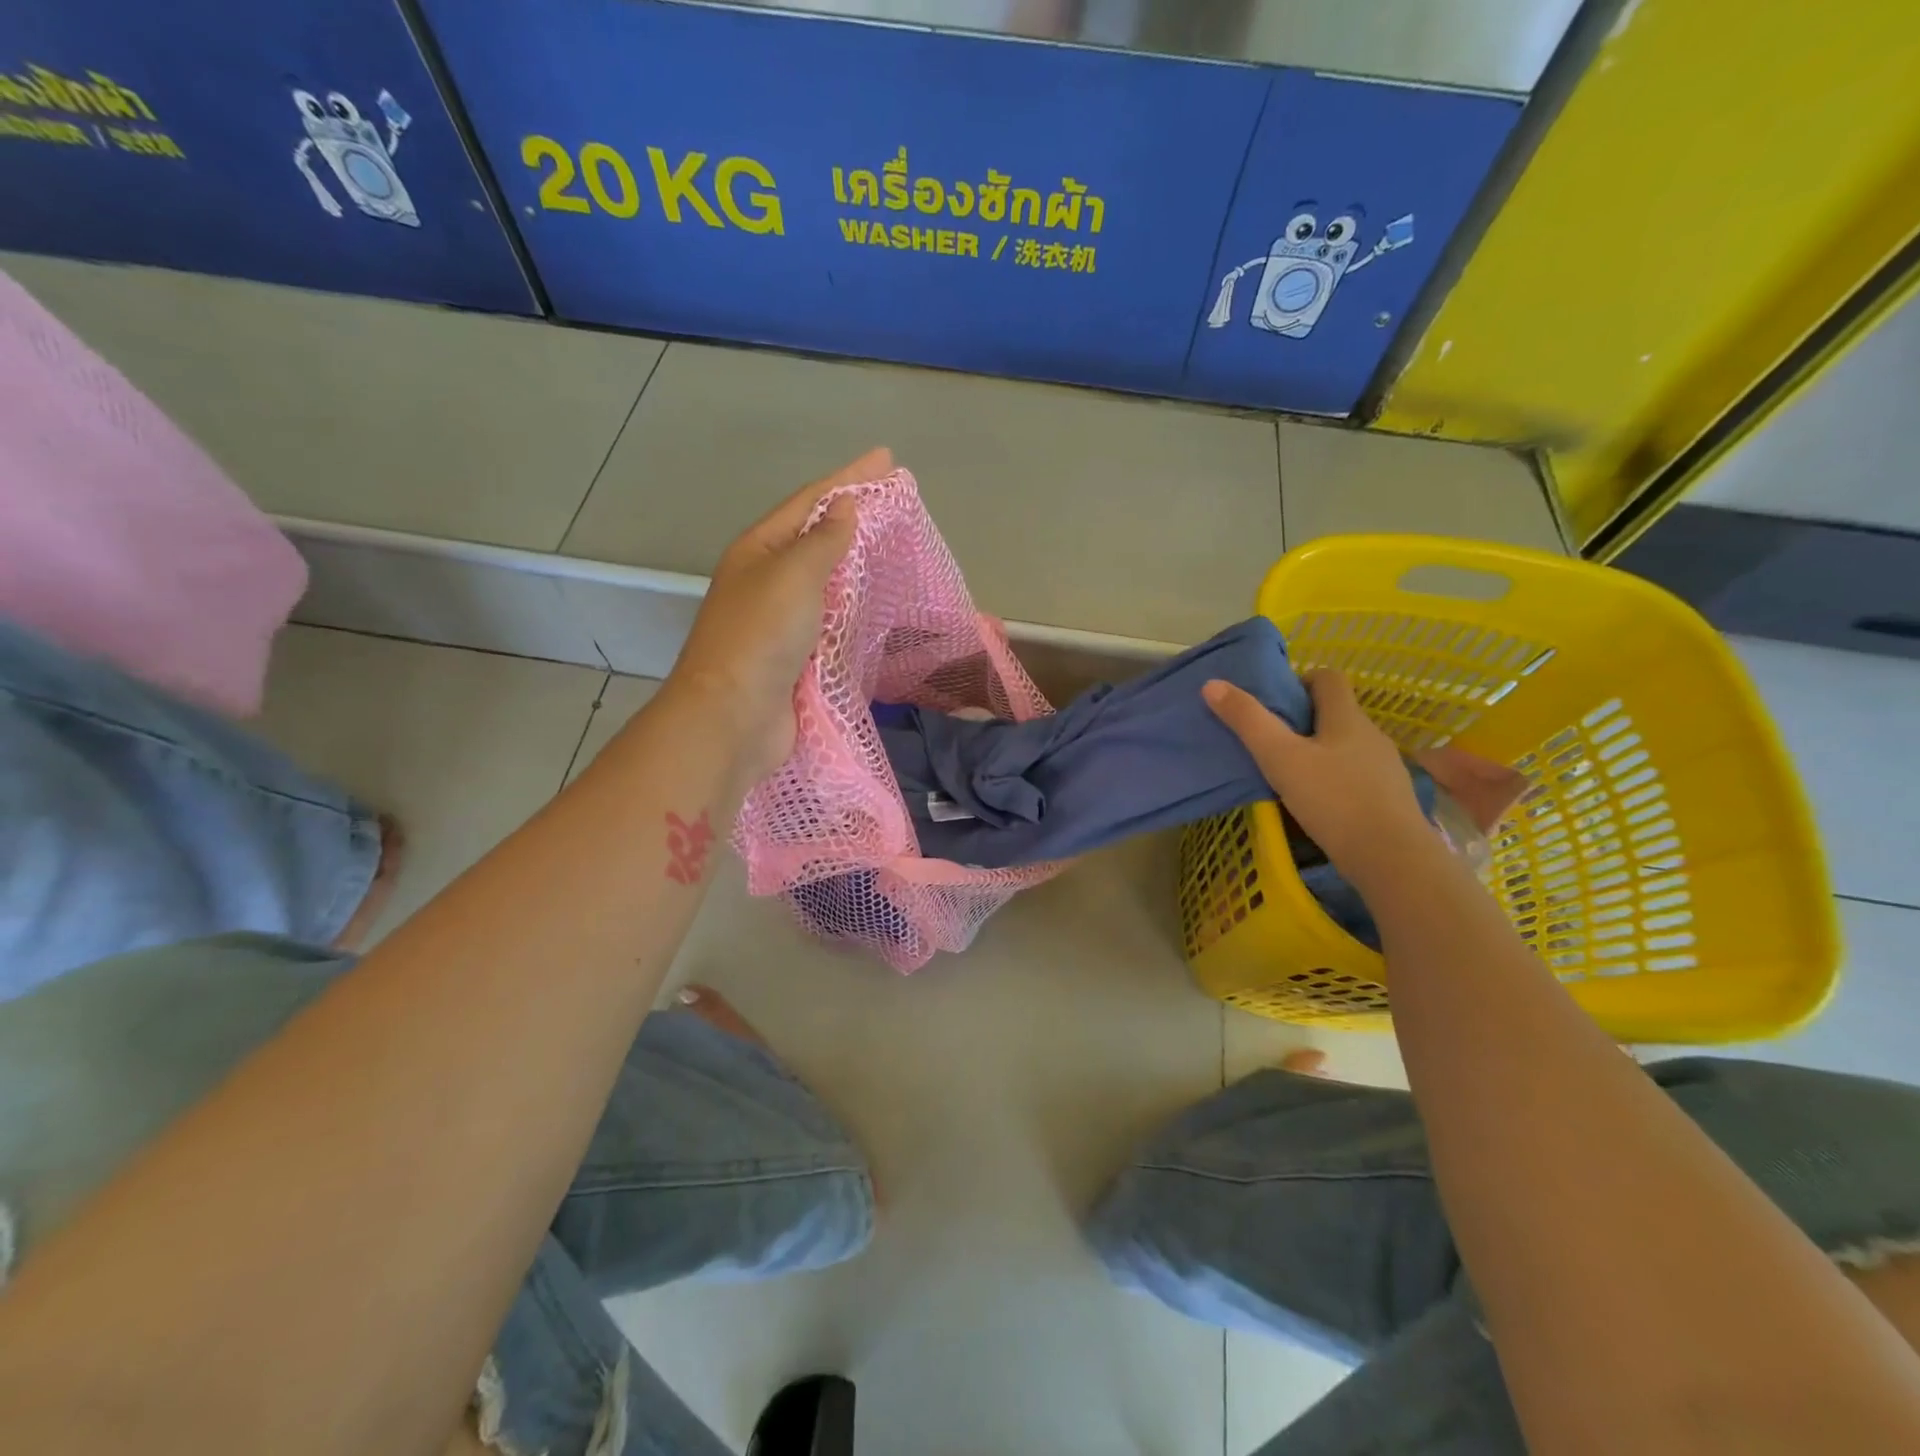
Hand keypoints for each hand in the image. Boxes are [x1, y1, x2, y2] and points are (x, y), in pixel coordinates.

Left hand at [669, 448, 890, 779]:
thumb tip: (844, 508)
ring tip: (890, 548)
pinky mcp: (795, 658)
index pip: (809, 502)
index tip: (887, 460)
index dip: (848, 478)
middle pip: (814, 539)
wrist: (733, 717)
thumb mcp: (793, 575)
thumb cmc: (761, 636)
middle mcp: (765, 581)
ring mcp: (779, 622)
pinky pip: (830, 622)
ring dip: (854, 564)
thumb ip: (823, 541)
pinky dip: (853, 610)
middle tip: (894, 502)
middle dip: (852, 518)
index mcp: (757, 551)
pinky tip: (875, 606)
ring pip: (824, 583)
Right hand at [1203, 669, 1432, 884]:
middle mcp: (1371, 734)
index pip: (1328, 677)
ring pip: (1347, 745)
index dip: (1301, 680)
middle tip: (1271, 740)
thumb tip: (1212, 685)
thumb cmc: (1333, 800)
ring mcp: (1385, 767)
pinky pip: (1357, 774)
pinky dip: (1336, 778)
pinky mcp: (1390, 798)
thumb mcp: (1280, 758)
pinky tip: (1318, 802)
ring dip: (1320, 751)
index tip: (1275, 701)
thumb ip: (1247, 721)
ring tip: (1290, 773)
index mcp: (1347, 717)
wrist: (1392, 859)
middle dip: (1304, 719)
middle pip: (1336, 712)